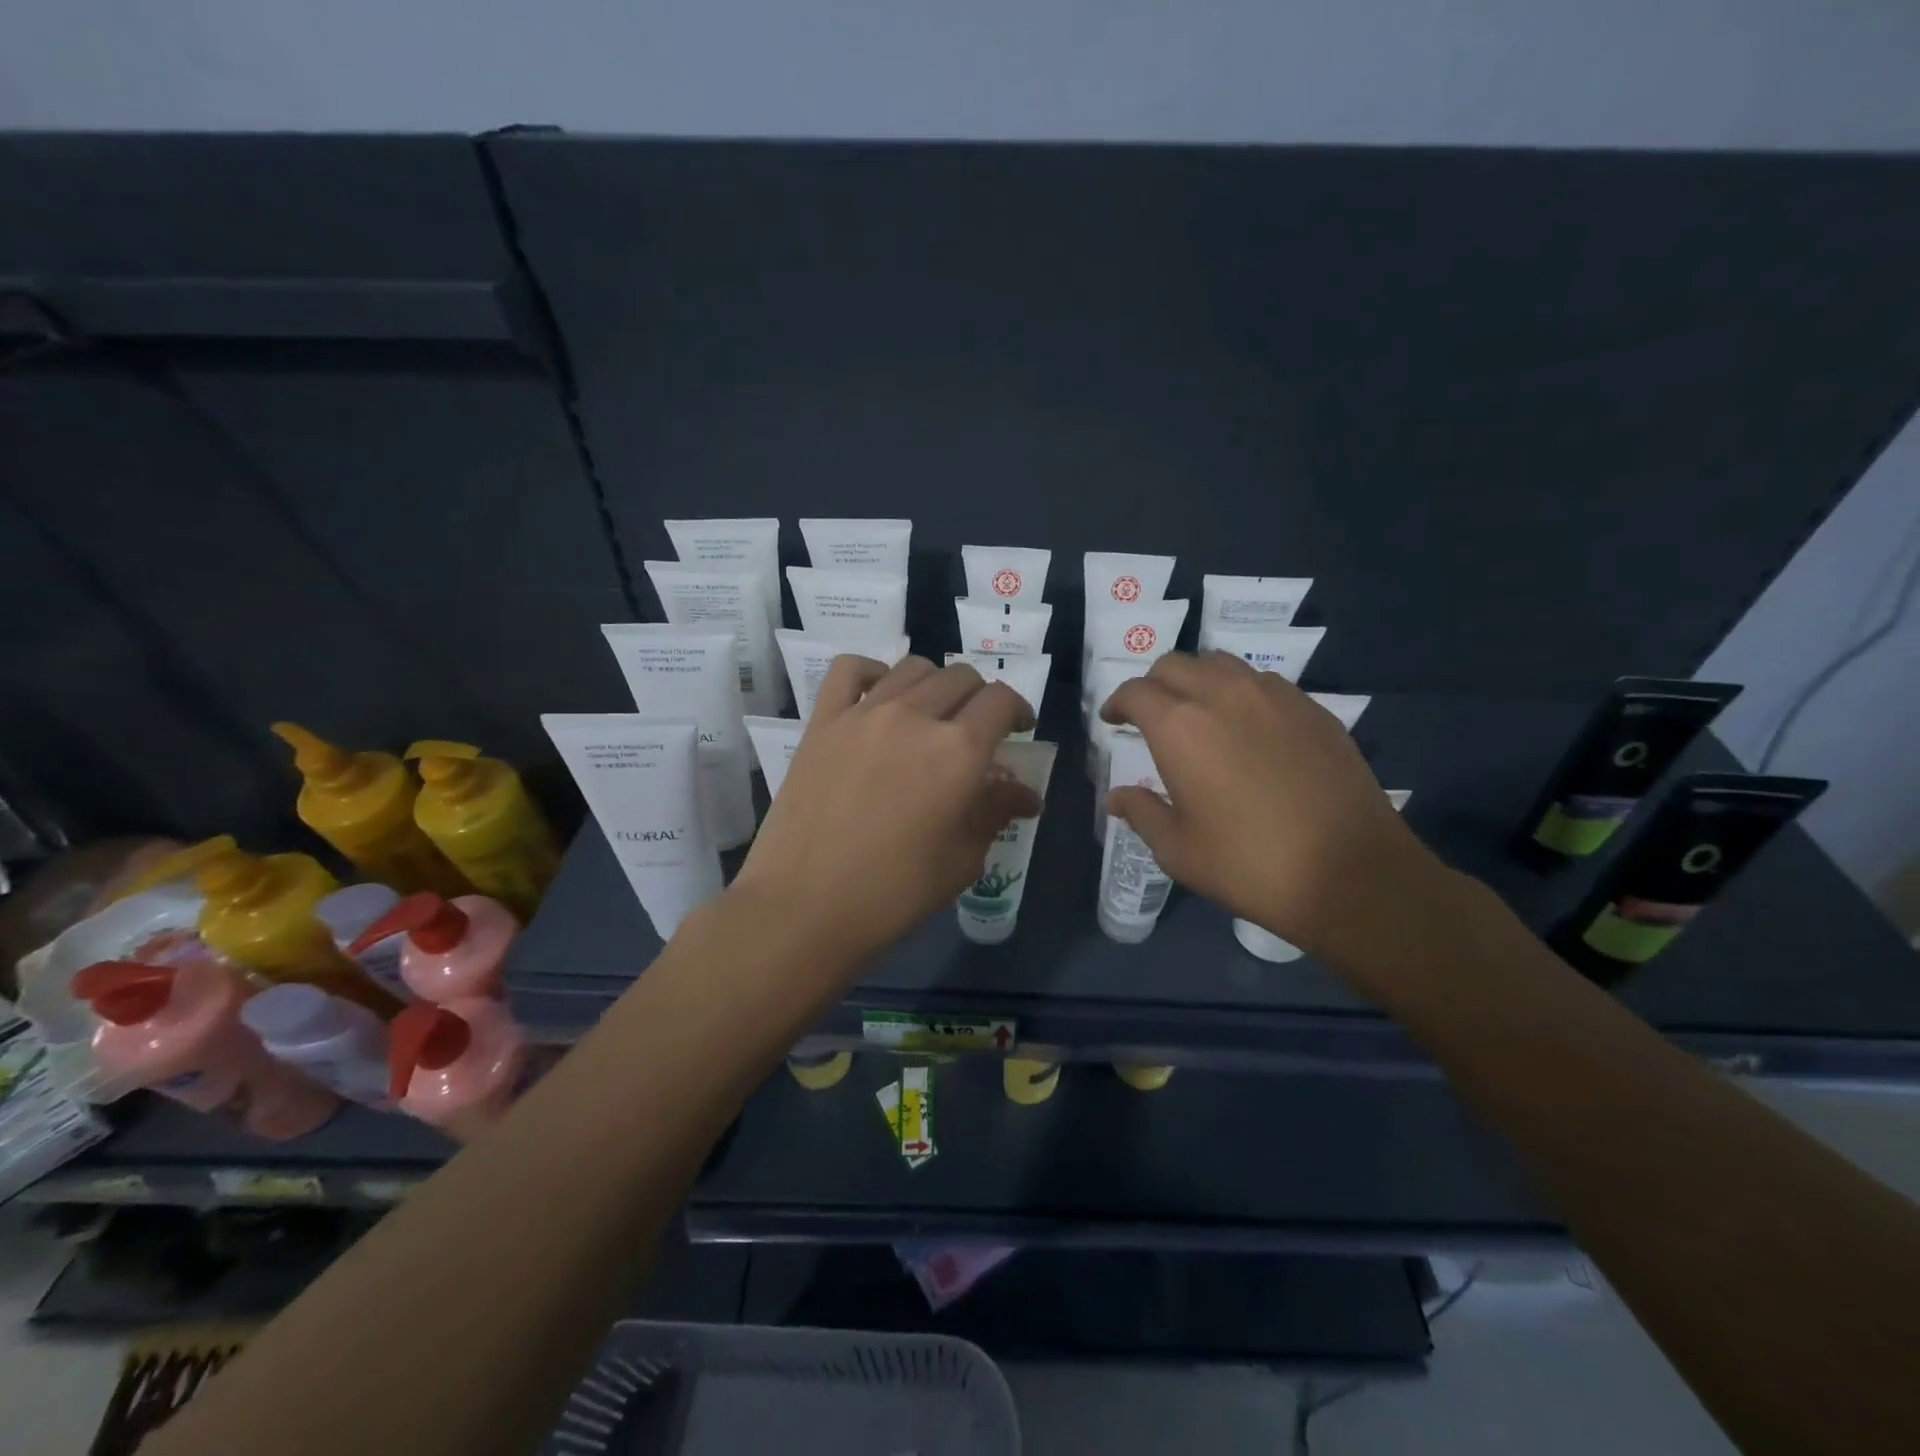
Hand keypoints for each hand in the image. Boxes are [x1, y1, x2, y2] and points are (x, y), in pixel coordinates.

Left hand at [732, 655, 1039, 963]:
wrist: (803, 905)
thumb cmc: (893, 892)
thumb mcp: (961, 859)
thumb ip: (995, 812)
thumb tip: (1025, 795)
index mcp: (958, 751)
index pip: (1001, 701)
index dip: (1018, 710)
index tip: (1018, 730)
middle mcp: (915, 716)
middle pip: (961, 677)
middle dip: (980, 698)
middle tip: (976, 730)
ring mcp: (864, 713)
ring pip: (912, 668)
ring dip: (935, 684)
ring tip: (931, 714)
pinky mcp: (823, 721)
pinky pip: (850, 670)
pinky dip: (872, 672)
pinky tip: (879, 696)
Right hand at [1101, 652, 1444, 965]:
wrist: (1350, 873)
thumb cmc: (1249, 865)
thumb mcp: (1178, 850)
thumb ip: (1142, 813)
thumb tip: (1117, 797)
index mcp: (1179, 726)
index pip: (1135, 692)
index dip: (1117, 703)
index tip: (1113, 721)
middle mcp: (1222, 695)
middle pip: (1175, 664)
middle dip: (1153, 684)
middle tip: (1150, 715)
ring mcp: (1273, 696)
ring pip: (1221, 664)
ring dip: (1197, 680)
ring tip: (1198, 712)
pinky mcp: (1312, 708)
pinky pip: (1263, 682)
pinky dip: (1240, 692)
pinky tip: (1248, 727)